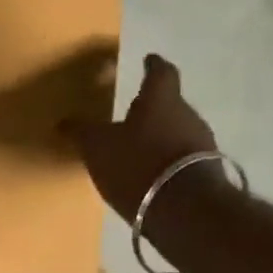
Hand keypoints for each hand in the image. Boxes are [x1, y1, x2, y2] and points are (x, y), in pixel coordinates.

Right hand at [64, 54, 222, 221]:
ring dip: (162, 137)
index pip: (161, 72)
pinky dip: (168, 162)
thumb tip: (64, 121)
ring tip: (140, 148)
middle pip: (172, 104)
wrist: (186, 212)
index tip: (149, 59)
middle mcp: (188, 116)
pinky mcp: (208, 175)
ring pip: (179, 132)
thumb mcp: (97, 147)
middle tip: (134, 112)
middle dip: (154, 107)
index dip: (153, 65)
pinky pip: (184, 160)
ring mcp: (203, 146)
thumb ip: (81, 132)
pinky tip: (152, 175)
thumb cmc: (137, 164)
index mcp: (162, 100)